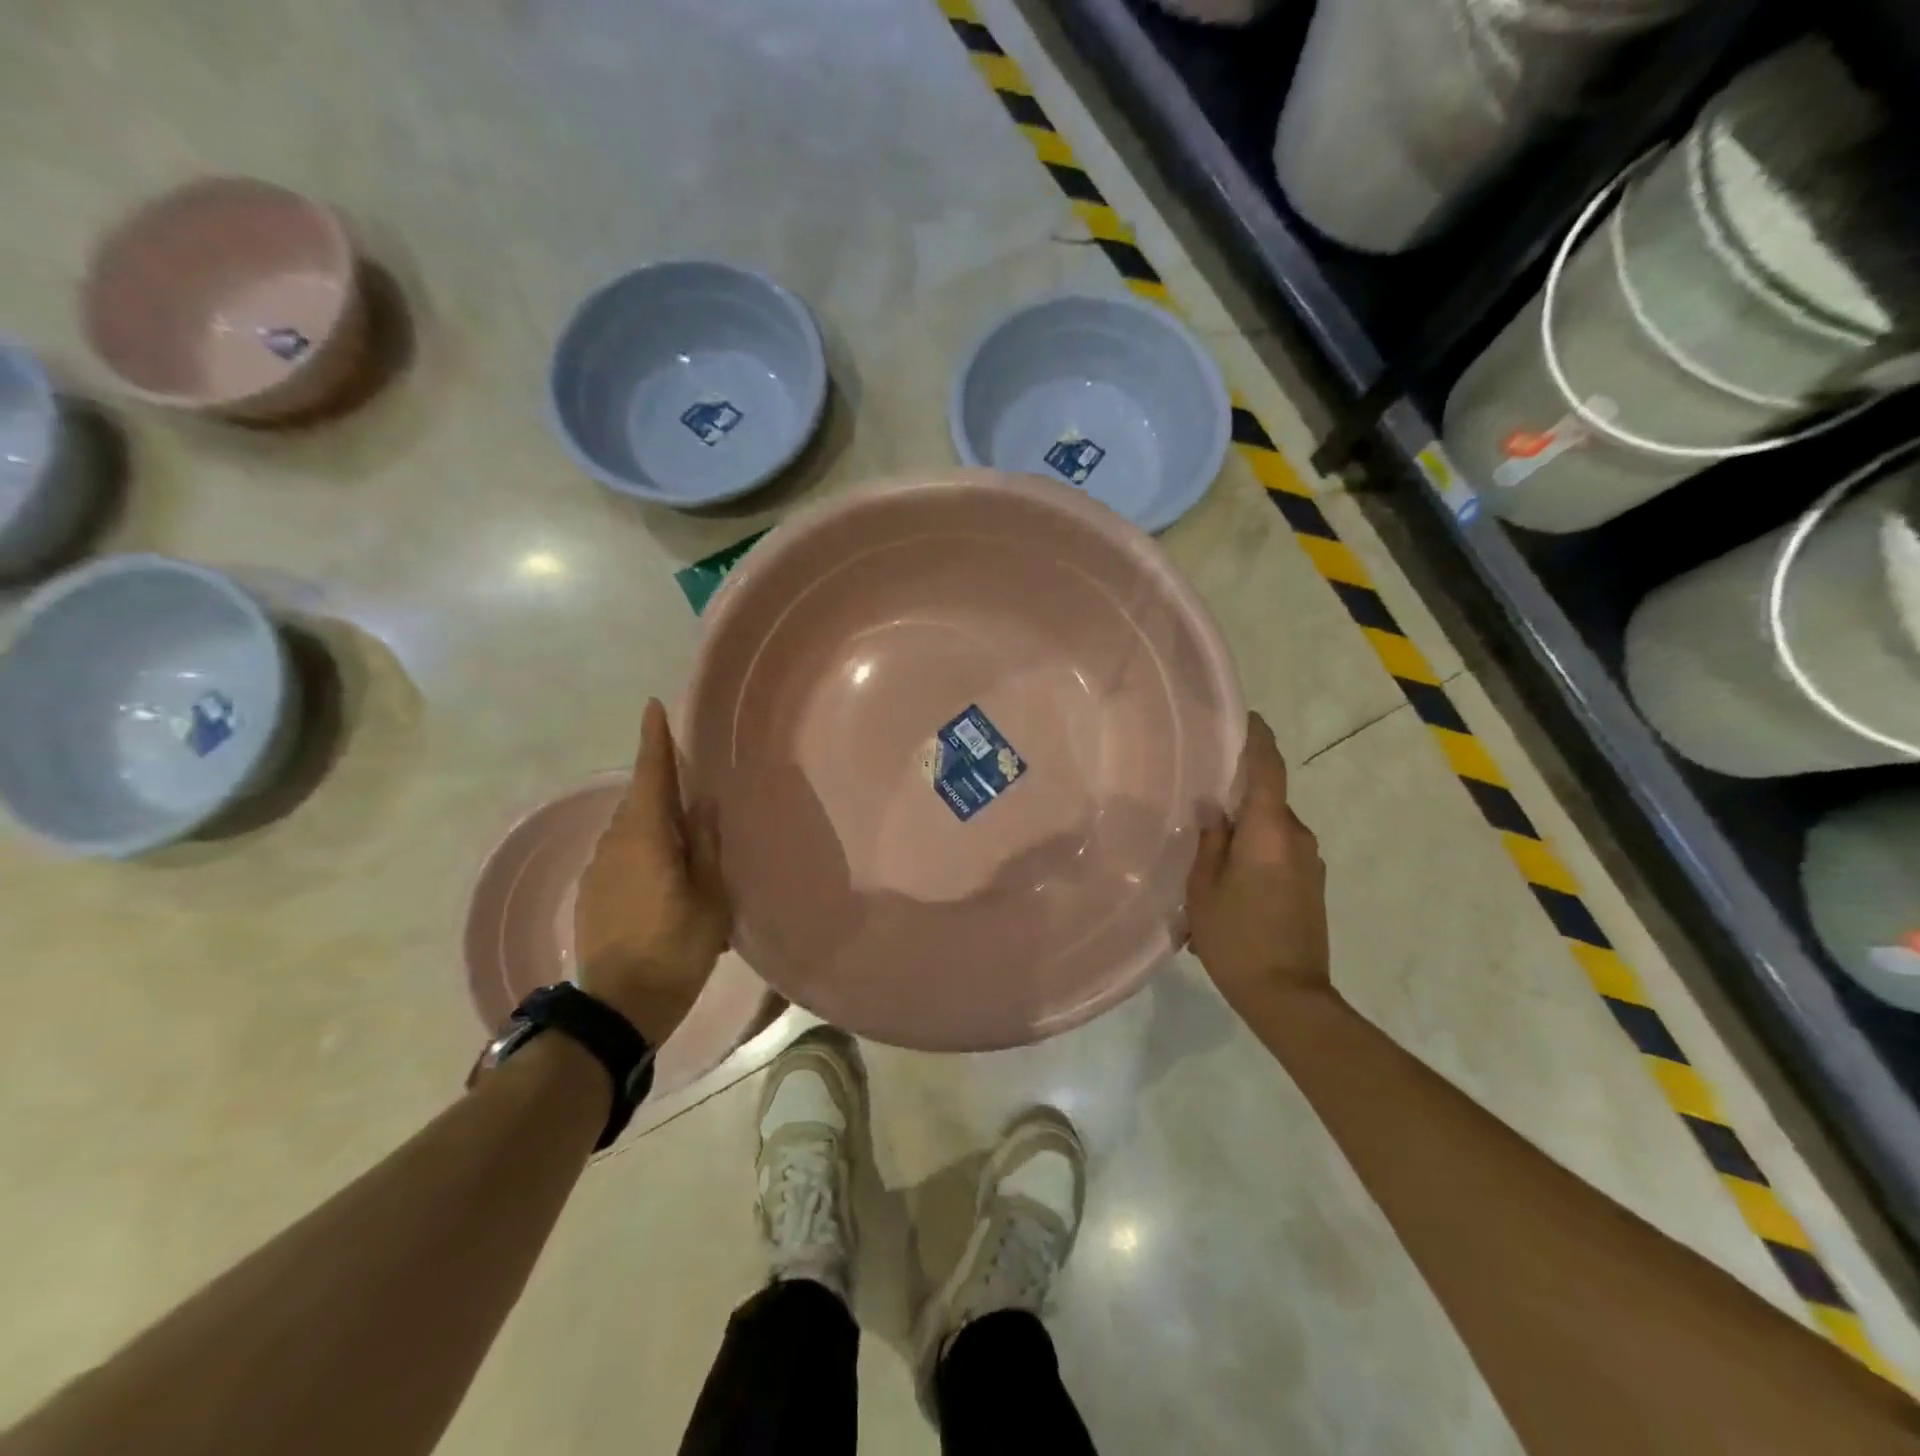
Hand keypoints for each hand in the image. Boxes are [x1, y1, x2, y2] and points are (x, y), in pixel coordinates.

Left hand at [573, 699, 730, 1045]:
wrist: (619, 1007)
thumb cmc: (677, 947)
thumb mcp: (710, 896)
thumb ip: (705, 844)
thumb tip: (702, 803)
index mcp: (646, 837)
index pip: (650, 774)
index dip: (654, 740)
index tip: (653, 707)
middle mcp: (615, 844)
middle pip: (640, 801)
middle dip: (661, 784)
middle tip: (690, 782)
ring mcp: (598, 870)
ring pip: (630, 830)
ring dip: (654, 823)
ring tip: (685, 839)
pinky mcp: (592, 895)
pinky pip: (622, 856)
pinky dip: (644, 851)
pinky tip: (664, 875)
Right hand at [1186, 712, 1331, 1013]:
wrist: (1289, 997)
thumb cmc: (1236, 938)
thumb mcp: (1204, 888)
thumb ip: (1210, 841)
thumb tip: (1213, 808)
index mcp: (1270, 831)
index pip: (1269, 770)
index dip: (1259, 740)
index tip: (1248, 718)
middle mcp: (1298, 838)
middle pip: (1267, 802)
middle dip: (1238, 799)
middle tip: (1200, 804)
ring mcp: (1310, 864)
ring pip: (1271, 831)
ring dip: (1244, 835)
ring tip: (1208, 855)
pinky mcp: (1312, 886)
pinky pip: (1279, 853)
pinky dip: (1255, 855)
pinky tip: (1229, 882)